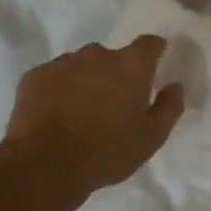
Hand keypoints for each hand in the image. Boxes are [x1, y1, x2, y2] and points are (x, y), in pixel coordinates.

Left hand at [0, 37, 185, 210]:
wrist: (44, 167)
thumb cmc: (106, 153)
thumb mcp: (151, 138)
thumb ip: (170, 107)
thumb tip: (175, 86)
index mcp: (131, 66)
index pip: (149, 43)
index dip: (154, 51)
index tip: (154, 64)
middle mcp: (98, 54)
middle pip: (113, 56)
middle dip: (115, 73)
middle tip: (112, 103)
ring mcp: (63, 63)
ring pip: (81, 65)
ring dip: (86, 80)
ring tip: (81, 111)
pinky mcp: (34, 76)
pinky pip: (54, 76)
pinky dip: (58, 89)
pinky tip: (56, 114)